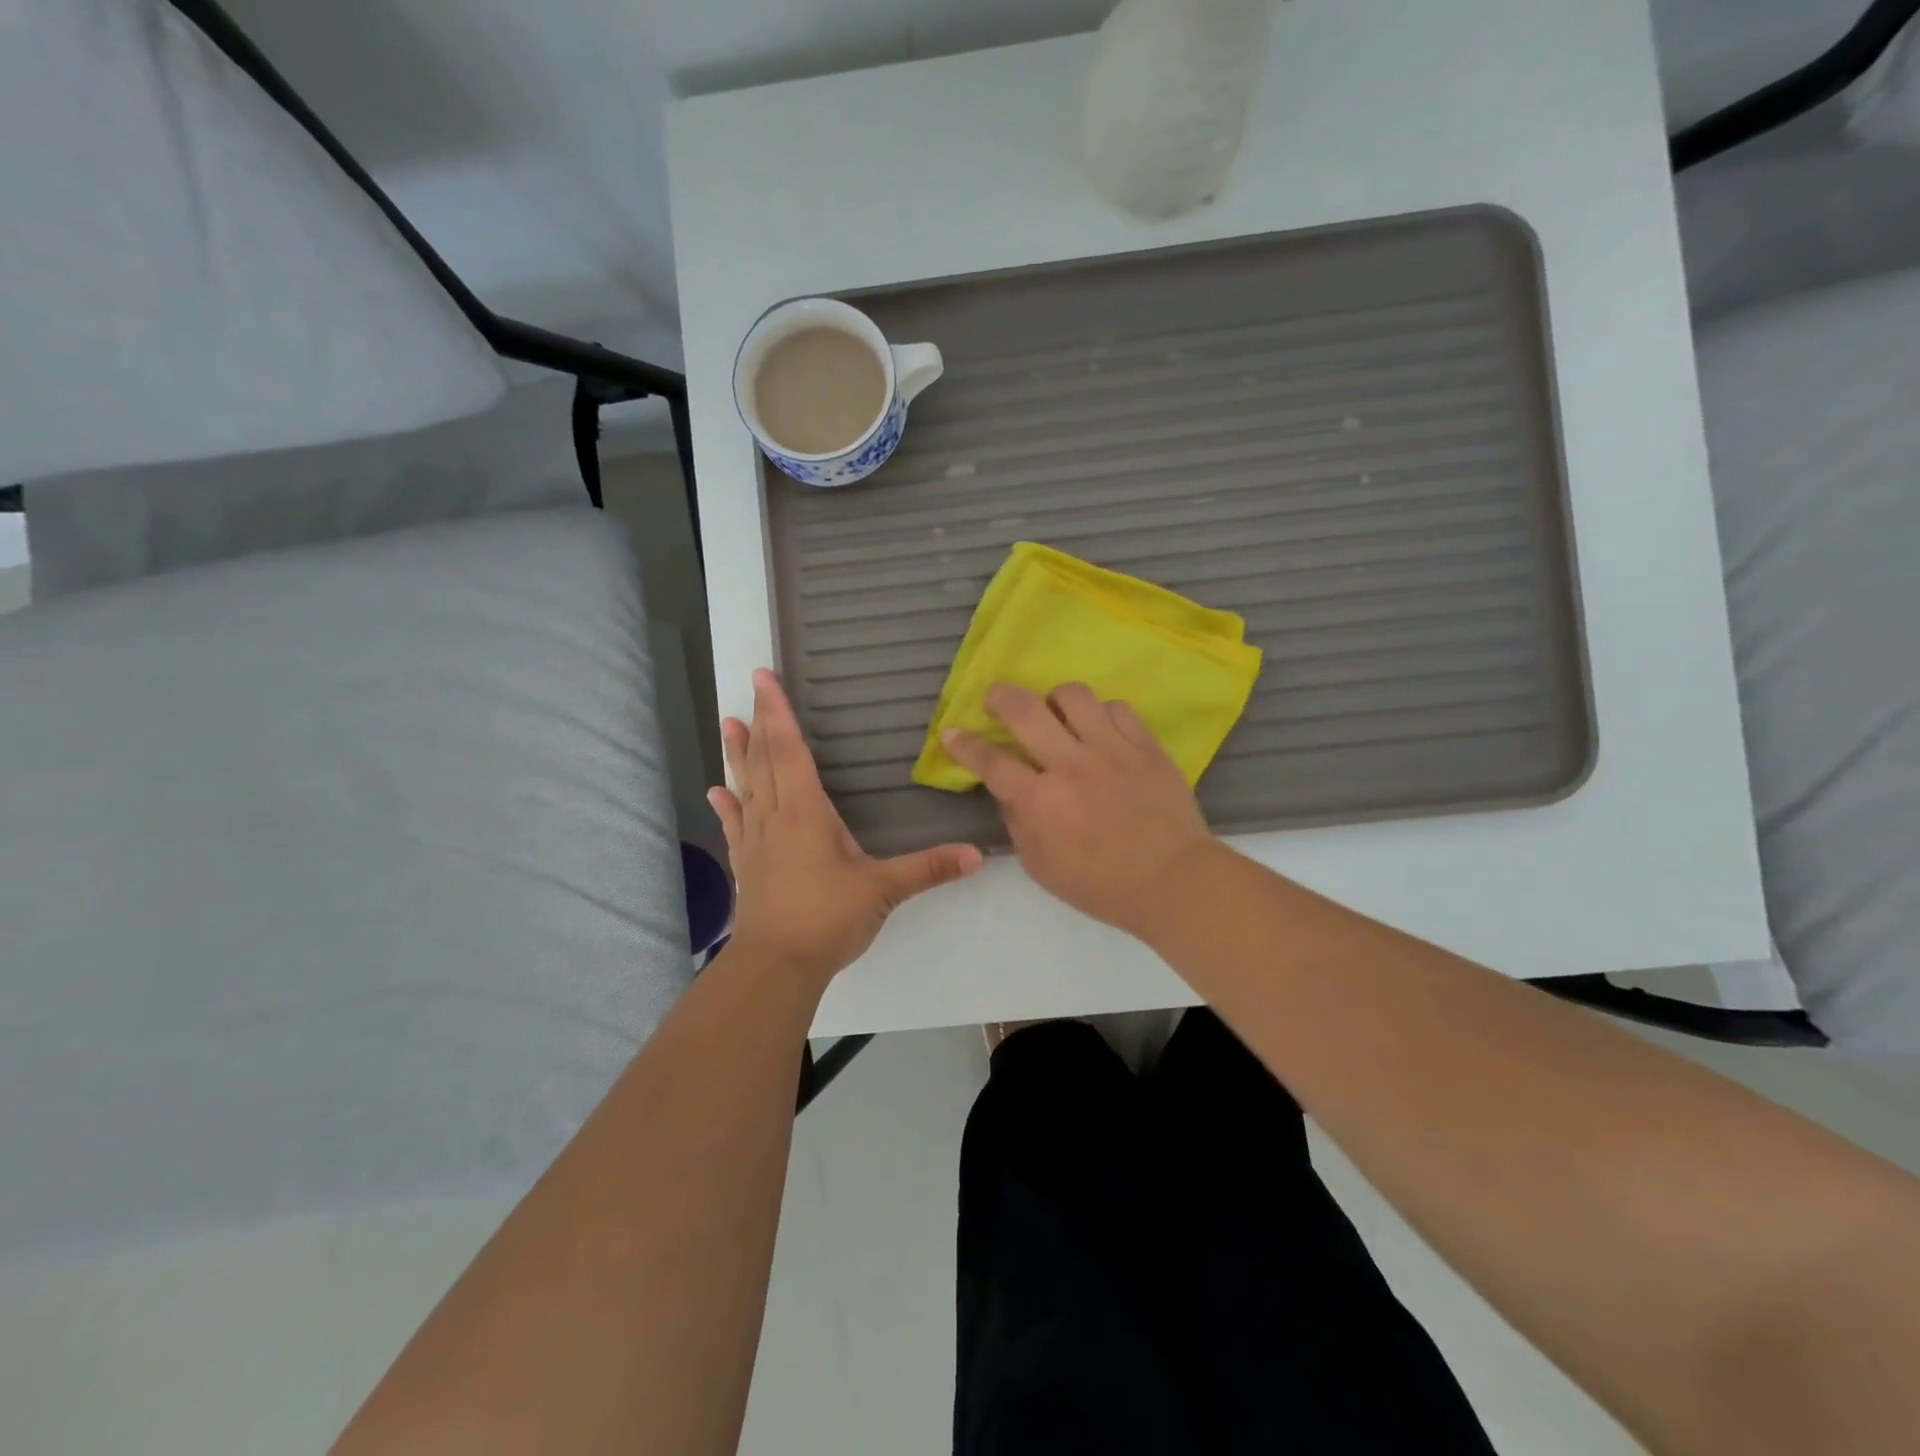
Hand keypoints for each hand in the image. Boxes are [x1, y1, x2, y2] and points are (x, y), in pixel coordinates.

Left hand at [710, 670, 983, 986]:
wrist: (777, 966)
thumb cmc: (828, 918)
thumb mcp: (884, 890)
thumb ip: (929, 868)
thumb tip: (977, 854)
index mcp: (806, 812)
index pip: (791, 751)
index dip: (780, 713)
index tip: (764, 680)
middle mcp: (776, 817)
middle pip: (764, 760)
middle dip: (759, 722)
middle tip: (749, 687)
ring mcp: (756, 842)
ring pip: (746, 787)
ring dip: (738, 755)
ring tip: (727, 724)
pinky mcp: (747, 866)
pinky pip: (735, 826)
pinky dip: (726, 806)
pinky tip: (715, 792)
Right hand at [943, 683, 1219, 939]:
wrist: (1173, 880)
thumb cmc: (1101, 885)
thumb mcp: (1040, 866)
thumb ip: (1018, 823)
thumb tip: (1009, 791)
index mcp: (1040, 801)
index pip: (990, 761)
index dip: (964, 744)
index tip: (952, 732)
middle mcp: (1070, 765)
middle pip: (1025, 710)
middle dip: (1000, 697)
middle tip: (996, 700)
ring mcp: (1111, 750)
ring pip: (1074, 696)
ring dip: (1055, 700)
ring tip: (1056, 713)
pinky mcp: (1145, 746)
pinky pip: (1118, 708)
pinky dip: (1101, 714)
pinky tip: (1100, 729)